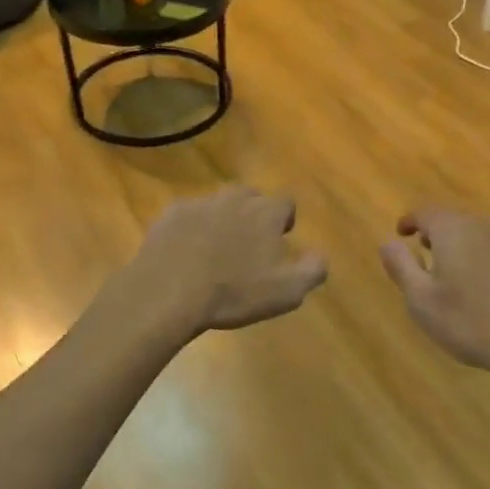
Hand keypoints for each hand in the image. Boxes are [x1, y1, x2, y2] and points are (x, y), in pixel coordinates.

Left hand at [124, 187, 327, 336]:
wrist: (169, 291)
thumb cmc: (234, 292)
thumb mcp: (287, 291)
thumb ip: (312, 270)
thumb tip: (320, 254)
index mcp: (265, 214)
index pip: (286, 202)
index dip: (285, 219)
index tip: (280, 238)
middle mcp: (234, 199)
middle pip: (250, 196)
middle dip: (253, 213)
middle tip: (248, 242)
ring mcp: (199, 204)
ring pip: (217, 203)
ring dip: (221, 219)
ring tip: (216, 248)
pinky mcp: (169, 215)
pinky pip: (187, 215)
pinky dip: (190, 228)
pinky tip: (185, 252)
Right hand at [379, 207, 489, 390]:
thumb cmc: (472, 323)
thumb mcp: (422, 301)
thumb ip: (401, 268)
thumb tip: (387, 243)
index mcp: (454, 232)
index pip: (427, 213)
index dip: (411, 220)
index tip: (402, 233)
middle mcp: (486, 228)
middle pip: (457, 222)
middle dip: (438, 234)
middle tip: (426, 254)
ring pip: (483, 238)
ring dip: (466, 249)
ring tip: (457, 275)